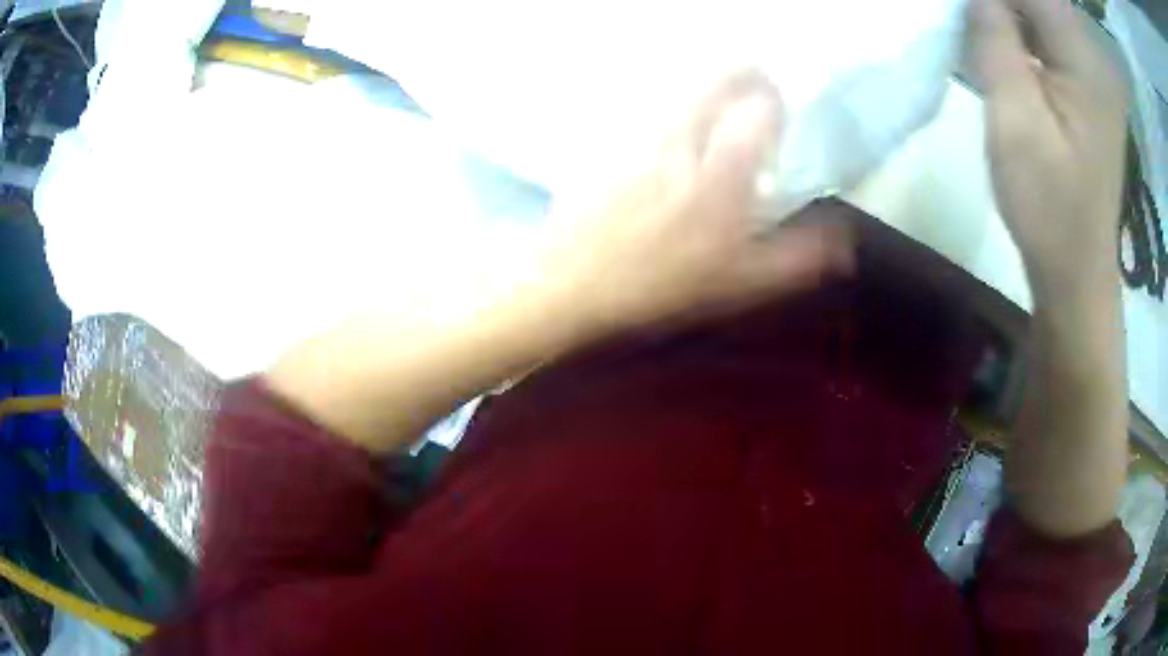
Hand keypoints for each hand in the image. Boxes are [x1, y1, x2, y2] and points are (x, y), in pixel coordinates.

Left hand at [549, 70, 854, 332]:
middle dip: (748, 75)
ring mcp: (643, 131)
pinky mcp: (614, 135)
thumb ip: (795, 259)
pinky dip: (678, 108)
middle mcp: (683, 138)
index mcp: (720, 174)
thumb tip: (842, 243)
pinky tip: (674, 142)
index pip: (761, 110)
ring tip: (720, 118)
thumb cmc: (656, 286)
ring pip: (687, 86)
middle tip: (758, 93)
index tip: (779, 124)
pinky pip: (656, 106)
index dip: (776, 108)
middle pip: (721, 76)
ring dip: (712, 91)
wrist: (568, 281)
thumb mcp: (737, 284)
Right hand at [966, 0, 1126, 297]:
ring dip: (1004, 14)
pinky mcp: (1086, 91)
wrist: (1076, 273)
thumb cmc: (1049, 207)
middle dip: (997, 3)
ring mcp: (1092, 75)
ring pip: (1039, 13)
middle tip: (966, 19)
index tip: (962, 8)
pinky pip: (1046, 38)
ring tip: (975, 33)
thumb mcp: (1015, 119)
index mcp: (1084, 60)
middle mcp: (1093, 57)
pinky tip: (997, 50)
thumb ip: (995, 38)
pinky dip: (1017, 33)